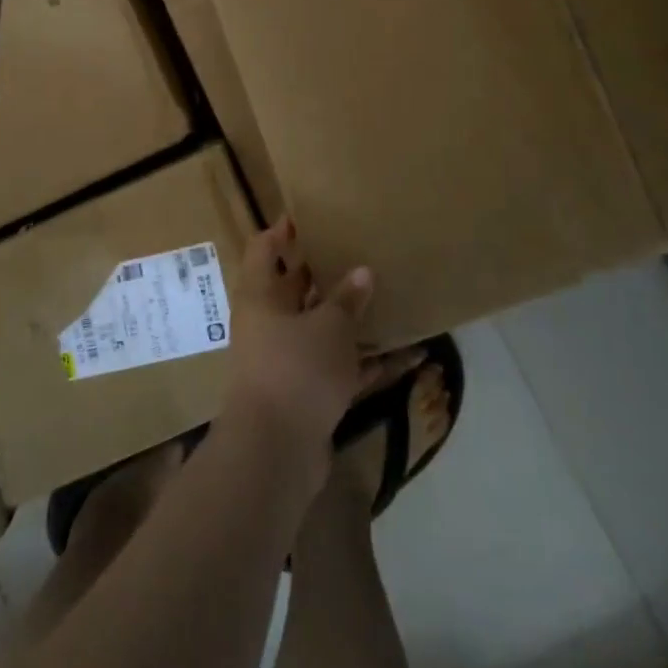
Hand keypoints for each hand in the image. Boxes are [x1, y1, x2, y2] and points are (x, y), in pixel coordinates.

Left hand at [221, 216, 373, 486]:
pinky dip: (367, 363)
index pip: (264, 249)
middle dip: (323, 273)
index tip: (308, 215)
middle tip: (358, 251)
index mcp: (260, 296)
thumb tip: (362, 272)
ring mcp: (286, 361)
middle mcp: (268, 324)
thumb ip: (346, 300)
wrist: (275, 452)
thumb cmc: (295, 369)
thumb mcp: (328, 328)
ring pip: (320, 330)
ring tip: (387, 297)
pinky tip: (407, 356)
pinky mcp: (307, 394)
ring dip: (350, 320)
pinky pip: (340, 369)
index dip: (282, 230)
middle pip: (294, 289)